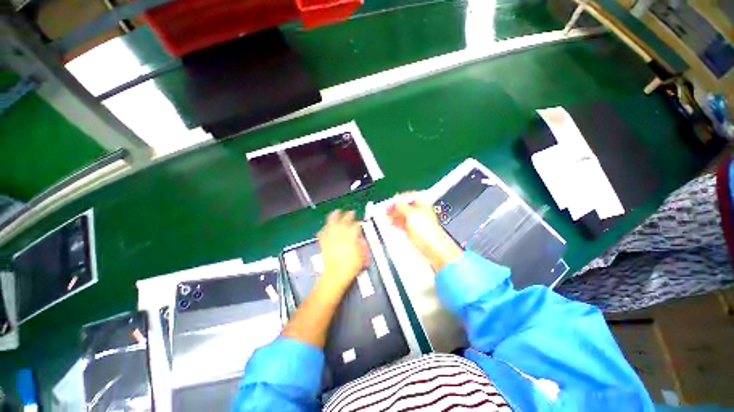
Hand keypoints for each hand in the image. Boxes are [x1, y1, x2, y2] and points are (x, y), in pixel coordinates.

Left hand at [317, 210, 368, 290]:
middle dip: (348, 215)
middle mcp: (341, 234)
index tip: (359, 222)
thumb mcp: (363, 256)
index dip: (358, 223)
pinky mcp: (324, 242)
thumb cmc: (351, 266)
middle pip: (344, 220)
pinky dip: (324, 228)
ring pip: (332, 222)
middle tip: (350, 212)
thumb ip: (363, 245)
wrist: (336, 274)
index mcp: (352, 236)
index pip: (356, 225)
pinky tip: (325, 227)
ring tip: (336, 211)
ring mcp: (331, 237)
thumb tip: (361, 240)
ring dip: (334, 216)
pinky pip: (323, 232)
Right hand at [387, 194, 461, 271]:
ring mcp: (415, 220)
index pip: (409, 196)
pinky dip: (396, 222)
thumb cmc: (427, 229)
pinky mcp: (411, 229)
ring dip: (394, 215)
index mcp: (422, 204)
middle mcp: (418, 211)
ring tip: (387, 216)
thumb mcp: (411, 213)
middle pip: (404, 206)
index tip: (392, 200)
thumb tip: (396, 200)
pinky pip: (401, 223)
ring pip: (402, 215)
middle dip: (395, 207)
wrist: (430, 245)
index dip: (399, 198)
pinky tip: (391, 223)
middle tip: (386, 209)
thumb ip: (402, 205)